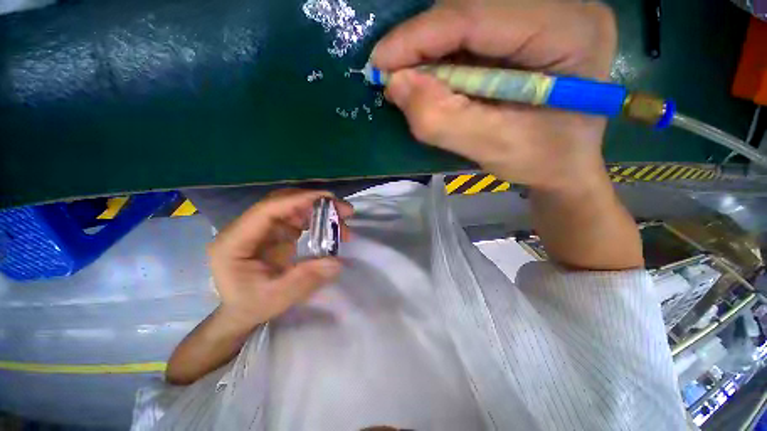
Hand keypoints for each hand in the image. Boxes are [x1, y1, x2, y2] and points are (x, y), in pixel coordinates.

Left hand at [208, 189, 352, 327]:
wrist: (238, 313)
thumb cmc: (250, 306)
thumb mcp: (276, 298)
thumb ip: (305, 279)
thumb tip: (337, 262)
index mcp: (235, 241)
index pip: (268, 209)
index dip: (299, 200)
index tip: (330, 199)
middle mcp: (246, 228)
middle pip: (282, 203)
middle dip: (315, 203)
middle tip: (344, 211)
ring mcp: (260, 229)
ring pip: (292, 208)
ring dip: (318, 211)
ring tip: (341, 222)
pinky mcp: (272, 233)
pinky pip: (295, 219)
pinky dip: (314, 220)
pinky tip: (329, 229)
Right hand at [371, 1, 616, 190]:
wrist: (565, 164)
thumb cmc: (541, 161)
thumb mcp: (492, 147)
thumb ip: (442, 119)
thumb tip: (395, 84)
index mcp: (569, 32)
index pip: (479, 15)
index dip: (420, 36)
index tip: (379, 62)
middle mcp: (562, 8)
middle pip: (471, 9)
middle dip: (422, 45)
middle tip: (393, 78)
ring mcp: (545, 14)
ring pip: (467, 18)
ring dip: (430, 52)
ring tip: (410, 83)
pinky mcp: (527, 29)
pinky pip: (472, 33)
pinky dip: (444, 57)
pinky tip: (432, 80)